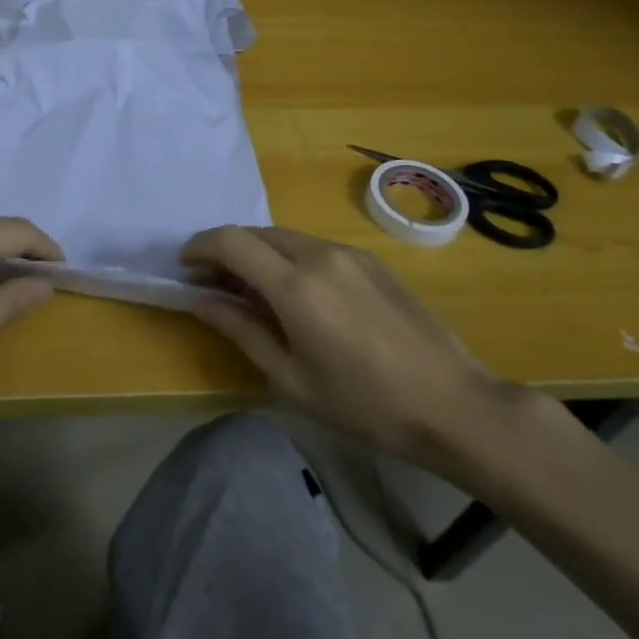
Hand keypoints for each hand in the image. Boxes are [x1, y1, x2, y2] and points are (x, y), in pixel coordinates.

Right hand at [180, 225, 510, 468]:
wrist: (453, 405)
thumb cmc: (364, 405)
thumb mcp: (292, 378)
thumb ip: (242, 330)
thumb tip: (202, 301)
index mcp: (295, 286)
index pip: (230, 241)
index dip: (199, 247)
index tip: (185, 267)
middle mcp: (320, 255)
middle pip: (256, 233)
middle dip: (226, 250)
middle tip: (212, 283)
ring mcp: (350, 254)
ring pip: (286, 237)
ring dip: (258, 252)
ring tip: (251, 290)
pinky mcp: (373, 261)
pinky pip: (316, 247)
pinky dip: (289, 258)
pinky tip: (296, 292)